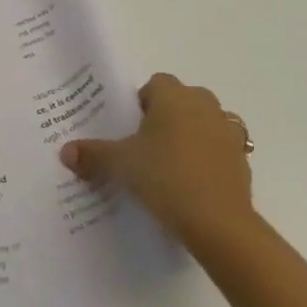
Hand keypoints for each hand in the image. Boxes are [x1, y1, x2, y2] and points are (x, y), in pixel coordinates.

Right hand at [61, 72, 254, 253]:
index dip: (141, 103)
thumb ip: (93, 154)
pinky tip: (193, 184)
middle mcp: (204, 104)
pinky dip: (208, 160)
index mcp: (174, 95)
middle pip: (181, 100)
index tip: (130, 129)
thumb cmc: (166, 177)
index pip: (155, 84)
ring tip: (170, 166)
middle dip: (166, 117)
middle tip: (145, 147)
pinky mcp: (242, 160)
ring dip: (191, 136)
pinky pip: (220, 150)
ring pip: (204, 123)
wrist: (219, 223)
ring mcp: (228, 131)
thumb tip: (65, 152)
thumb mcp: (121, 165)